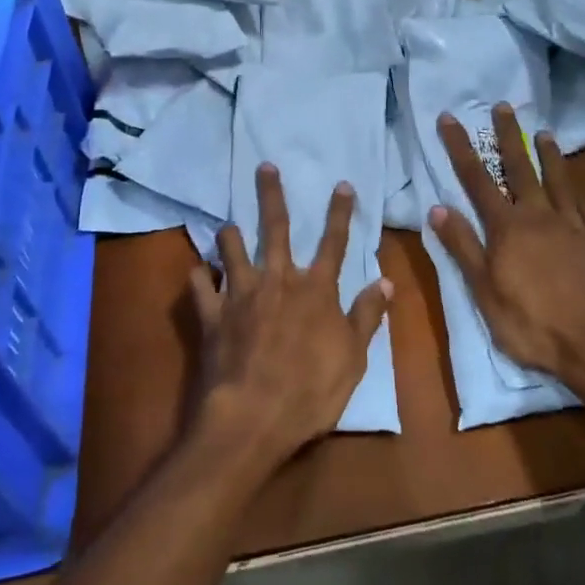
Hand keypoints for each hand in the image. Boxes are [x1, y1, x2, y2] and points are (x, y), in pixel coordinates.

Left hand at [189, 164, 391, 469]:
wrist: (252, 418)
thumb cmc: (310, 391)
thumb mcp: (352, 358)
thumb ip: (366, 316)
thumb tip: (386, 281)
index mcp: (315, 289)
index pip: (333, 242)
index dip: (339, 212)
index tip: (342, 184)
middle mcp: (277, 280)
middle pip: (274, 228)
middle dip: (271, 195)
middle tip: (264, 167)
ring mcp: (240, 295)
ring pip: (231, 250)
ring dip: (229, 236)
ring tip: (226, 226)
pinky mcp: (211, 315)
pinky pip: (199, 287)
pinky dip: (199, 278)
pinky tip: (198, 273)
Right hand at [430, 104, 584, 396]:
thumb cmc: (533, 324)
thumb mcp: (485, 292)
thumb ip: (464, 247)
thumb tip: (438, 208)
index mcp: (508, 228)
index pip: (477, 179)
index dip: (461, 147)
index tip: (450, 118)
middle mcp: (539, 216)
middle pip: (520, 168)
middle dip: (508, 136)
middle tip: (503, 106)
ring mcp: (571, 226)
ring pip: (557, 179)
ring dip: (547, 154)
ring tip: (543, 131)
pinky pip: (584, 203)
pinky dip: (576, 185)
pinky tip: (575, 180)